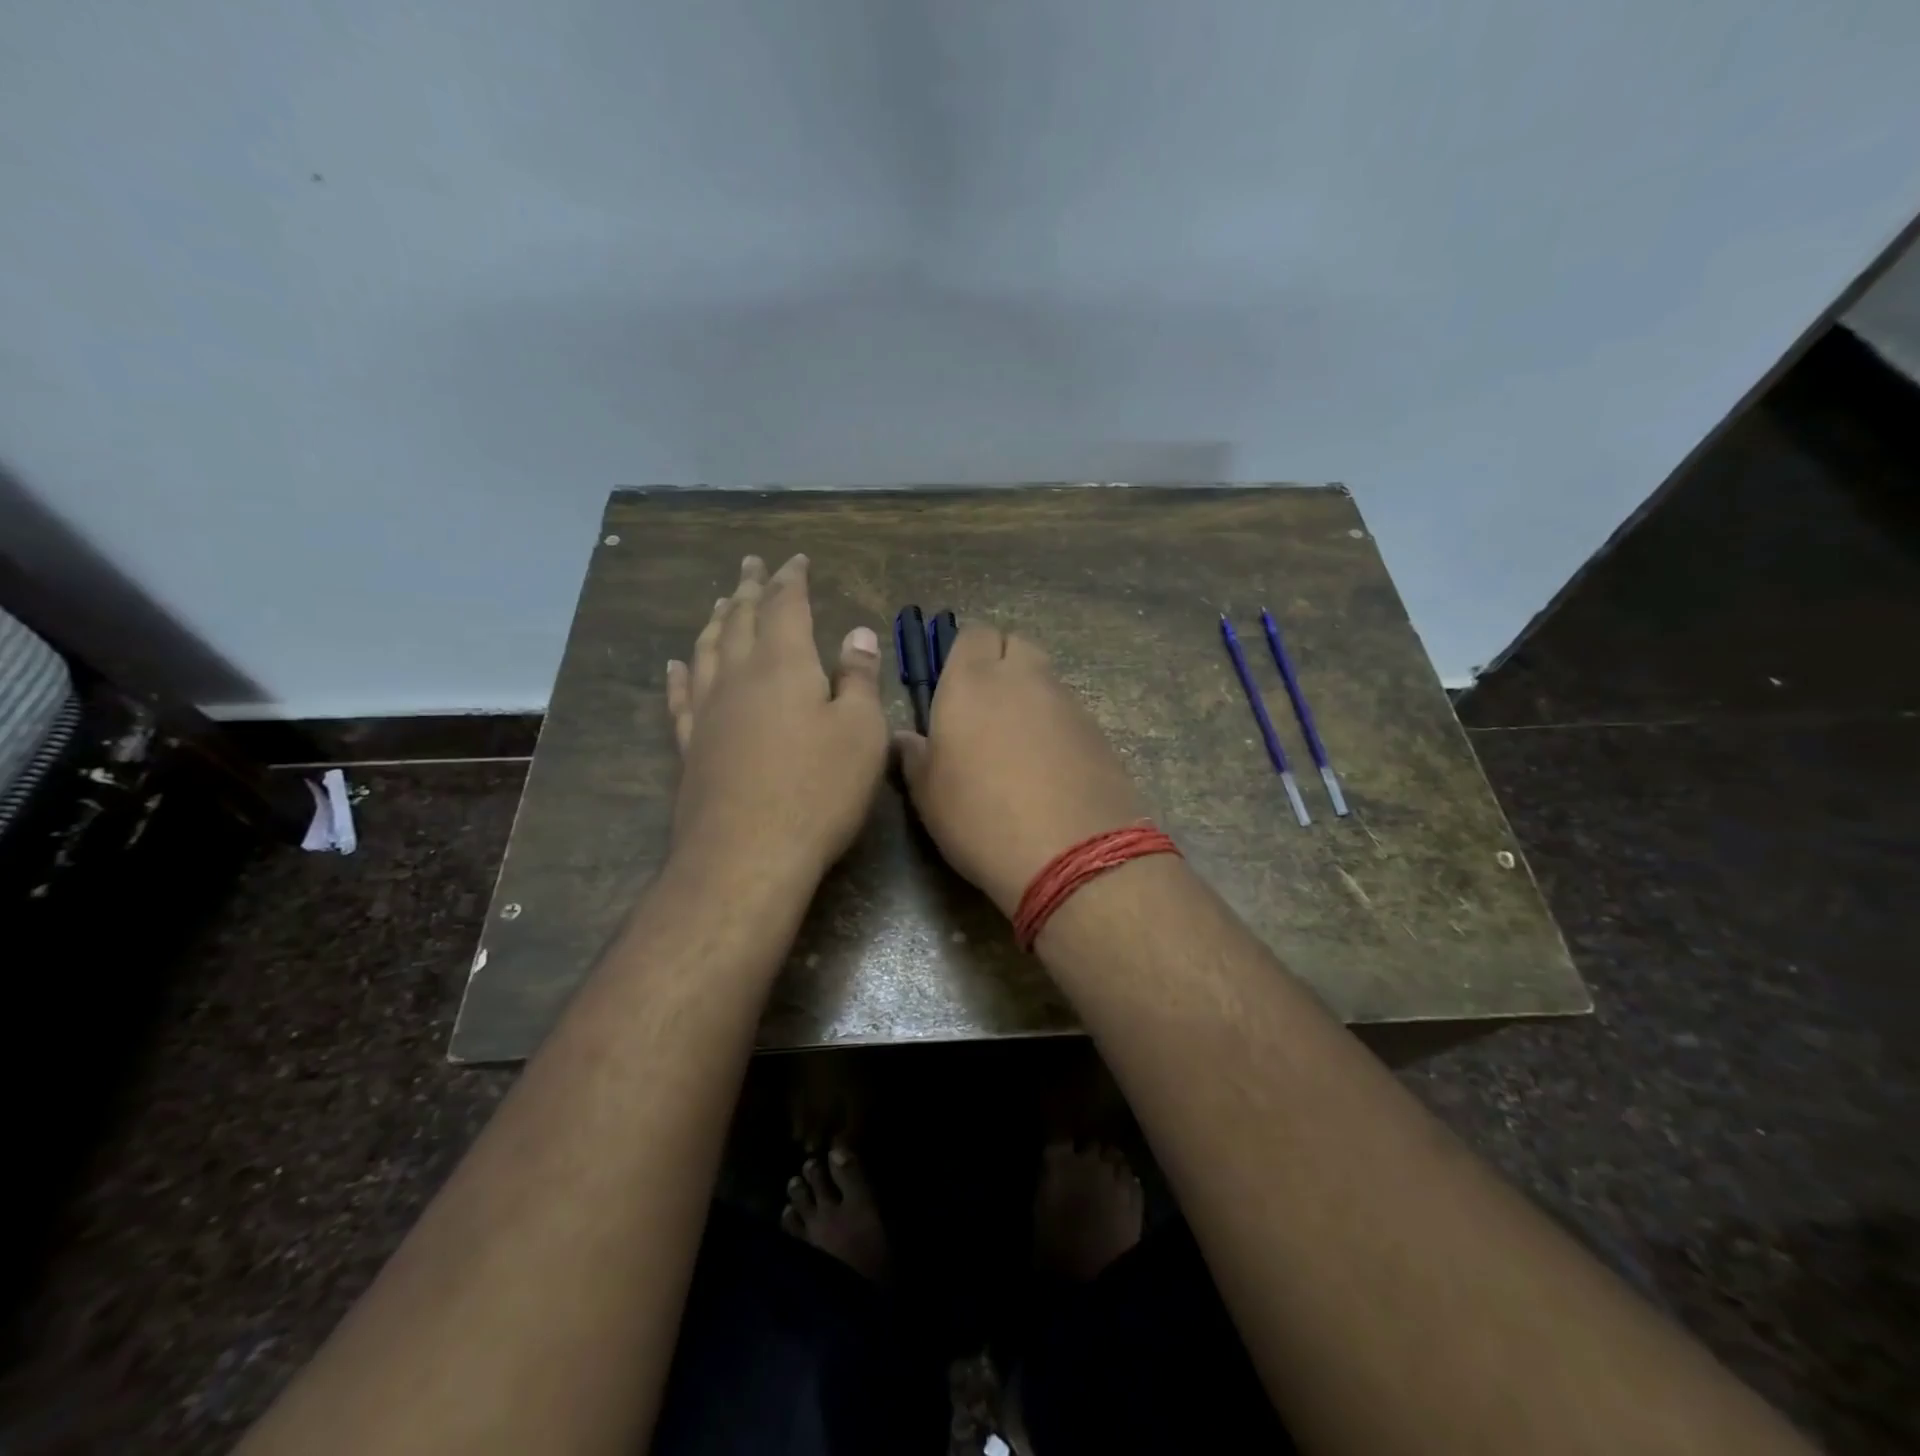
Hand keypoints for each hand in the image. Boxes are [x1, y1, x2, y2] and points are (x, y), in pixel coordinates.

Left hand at [665, 554, 887, 878]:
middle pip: (741, 620)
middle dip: (749, 589)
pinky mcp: (692, 746)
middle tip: (750, 564)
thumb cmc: (818, 790)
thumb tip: (857, 634)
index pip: (785, 606)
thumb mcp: (860, 732)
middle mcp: (739, 677)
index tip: (794, 559)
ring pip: (708, 651)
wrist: (747, 855)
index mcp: (784, 665)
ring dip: (716, 622)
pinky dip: (681, 674)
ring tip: (721, 603)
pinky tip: (676, 664)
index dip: (790, 579)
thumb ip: (859, 679)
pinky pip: (682, 697)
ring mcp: (709, 712)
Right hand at [896, 624, 1147, 916]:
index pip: (972, 634)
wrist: (1072, 853)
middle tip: (985, 708)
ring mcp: (1066, 701)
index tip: (954, 687)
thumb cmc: (981, 819)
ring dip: (1029, 695)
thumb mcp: (928, 795)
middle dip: (1001, 663)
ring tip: (1018, 743)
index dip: (963, 654)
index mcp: (972, 681)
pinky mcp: (1098, 729)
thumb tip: (907, 739)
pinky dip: (1057, 724)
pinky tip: (1050, 766)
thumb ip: (914, 757)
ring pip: (1045, 677)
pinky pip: (1069, 711)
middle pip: (1015, 644)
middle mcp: (1023, 678)